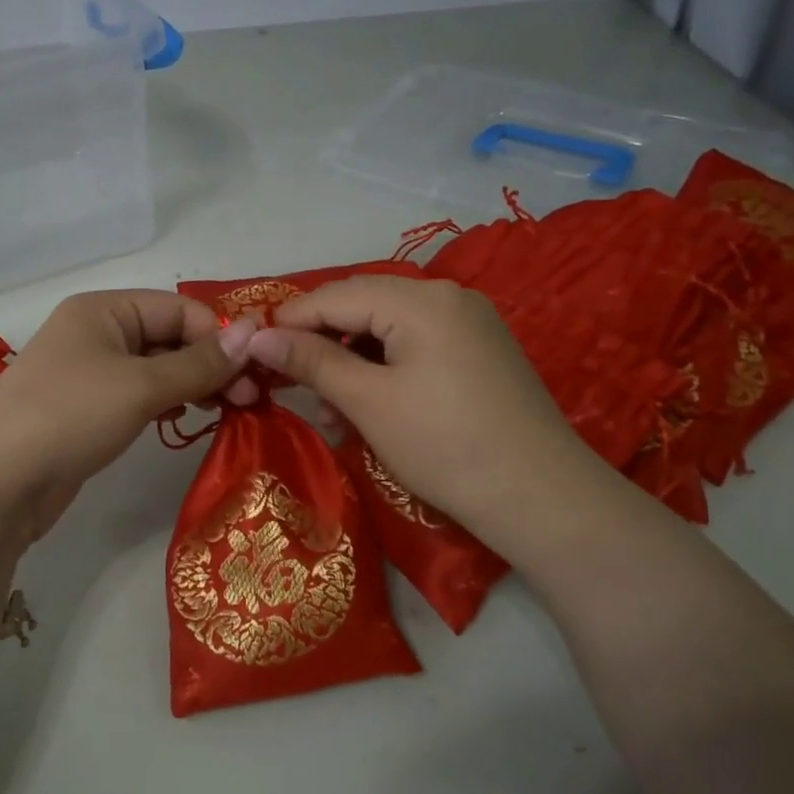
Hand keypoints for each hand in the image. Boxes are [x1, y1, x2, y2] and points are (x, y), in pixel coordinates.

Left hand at [0, 291, 257, 556]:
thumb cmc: (69, 416)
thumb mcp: (141, 385)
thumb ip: (200, 362)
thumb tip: (257, 330)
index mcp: (103, 309)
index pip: (179, 309)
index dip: (219, 337)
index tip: (255, 375)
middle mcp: (96, 332)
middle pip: (169, 336)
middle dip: (211, 363)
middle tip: (247, 400)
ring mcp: (89, 372)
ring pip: (157, 368)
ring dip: (193, 384)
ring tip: (224, 410)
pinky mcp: (88, 409)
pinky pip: (139, 394)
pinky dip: (166, 402)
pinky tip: (182, 418)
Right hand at [246, 275, 614, 557]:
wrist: (541, 498)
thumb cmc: (445, 445)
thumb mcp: (368, 403)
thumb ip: (312, 362)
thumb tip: (258, 337)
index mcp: (421, 299)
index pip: (336, 295)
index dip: (289, 321)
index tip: (252, 354)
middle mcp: (447, 296)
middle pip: (362, 308)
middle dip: (322, 347)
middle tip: (291, 390)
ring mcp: (468, 323)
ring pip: (387, 331)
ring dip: (351, 366)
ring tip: (334, 415)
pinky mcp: (478, 352)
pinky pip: (415, 348)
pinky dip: (384, 373)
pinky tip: (370, 409)